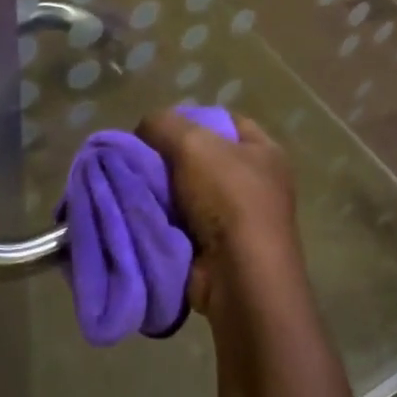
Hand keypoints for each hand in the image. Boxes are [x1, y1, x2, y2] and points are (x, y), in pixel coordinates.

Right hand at [136, 107, 305, 323]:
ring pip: (189, 194)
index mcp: (264, 152)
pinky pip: (183, 226)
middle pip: (203, 160)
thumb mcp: (193, 143)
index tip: (158, 130)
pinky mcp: (219, 251)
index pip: (225, 123)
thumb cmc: (228, 198)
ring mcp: (240, 220)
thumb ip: (164, 125)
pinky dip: (163, 223)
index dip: (191, 120)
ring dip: (162, 194)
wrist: (239, 277)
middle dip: (169, 160)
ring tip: (131, 189)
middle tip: (136, 161)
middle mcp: (257, 183)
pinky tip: (139, 217)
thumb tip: (145, 129)